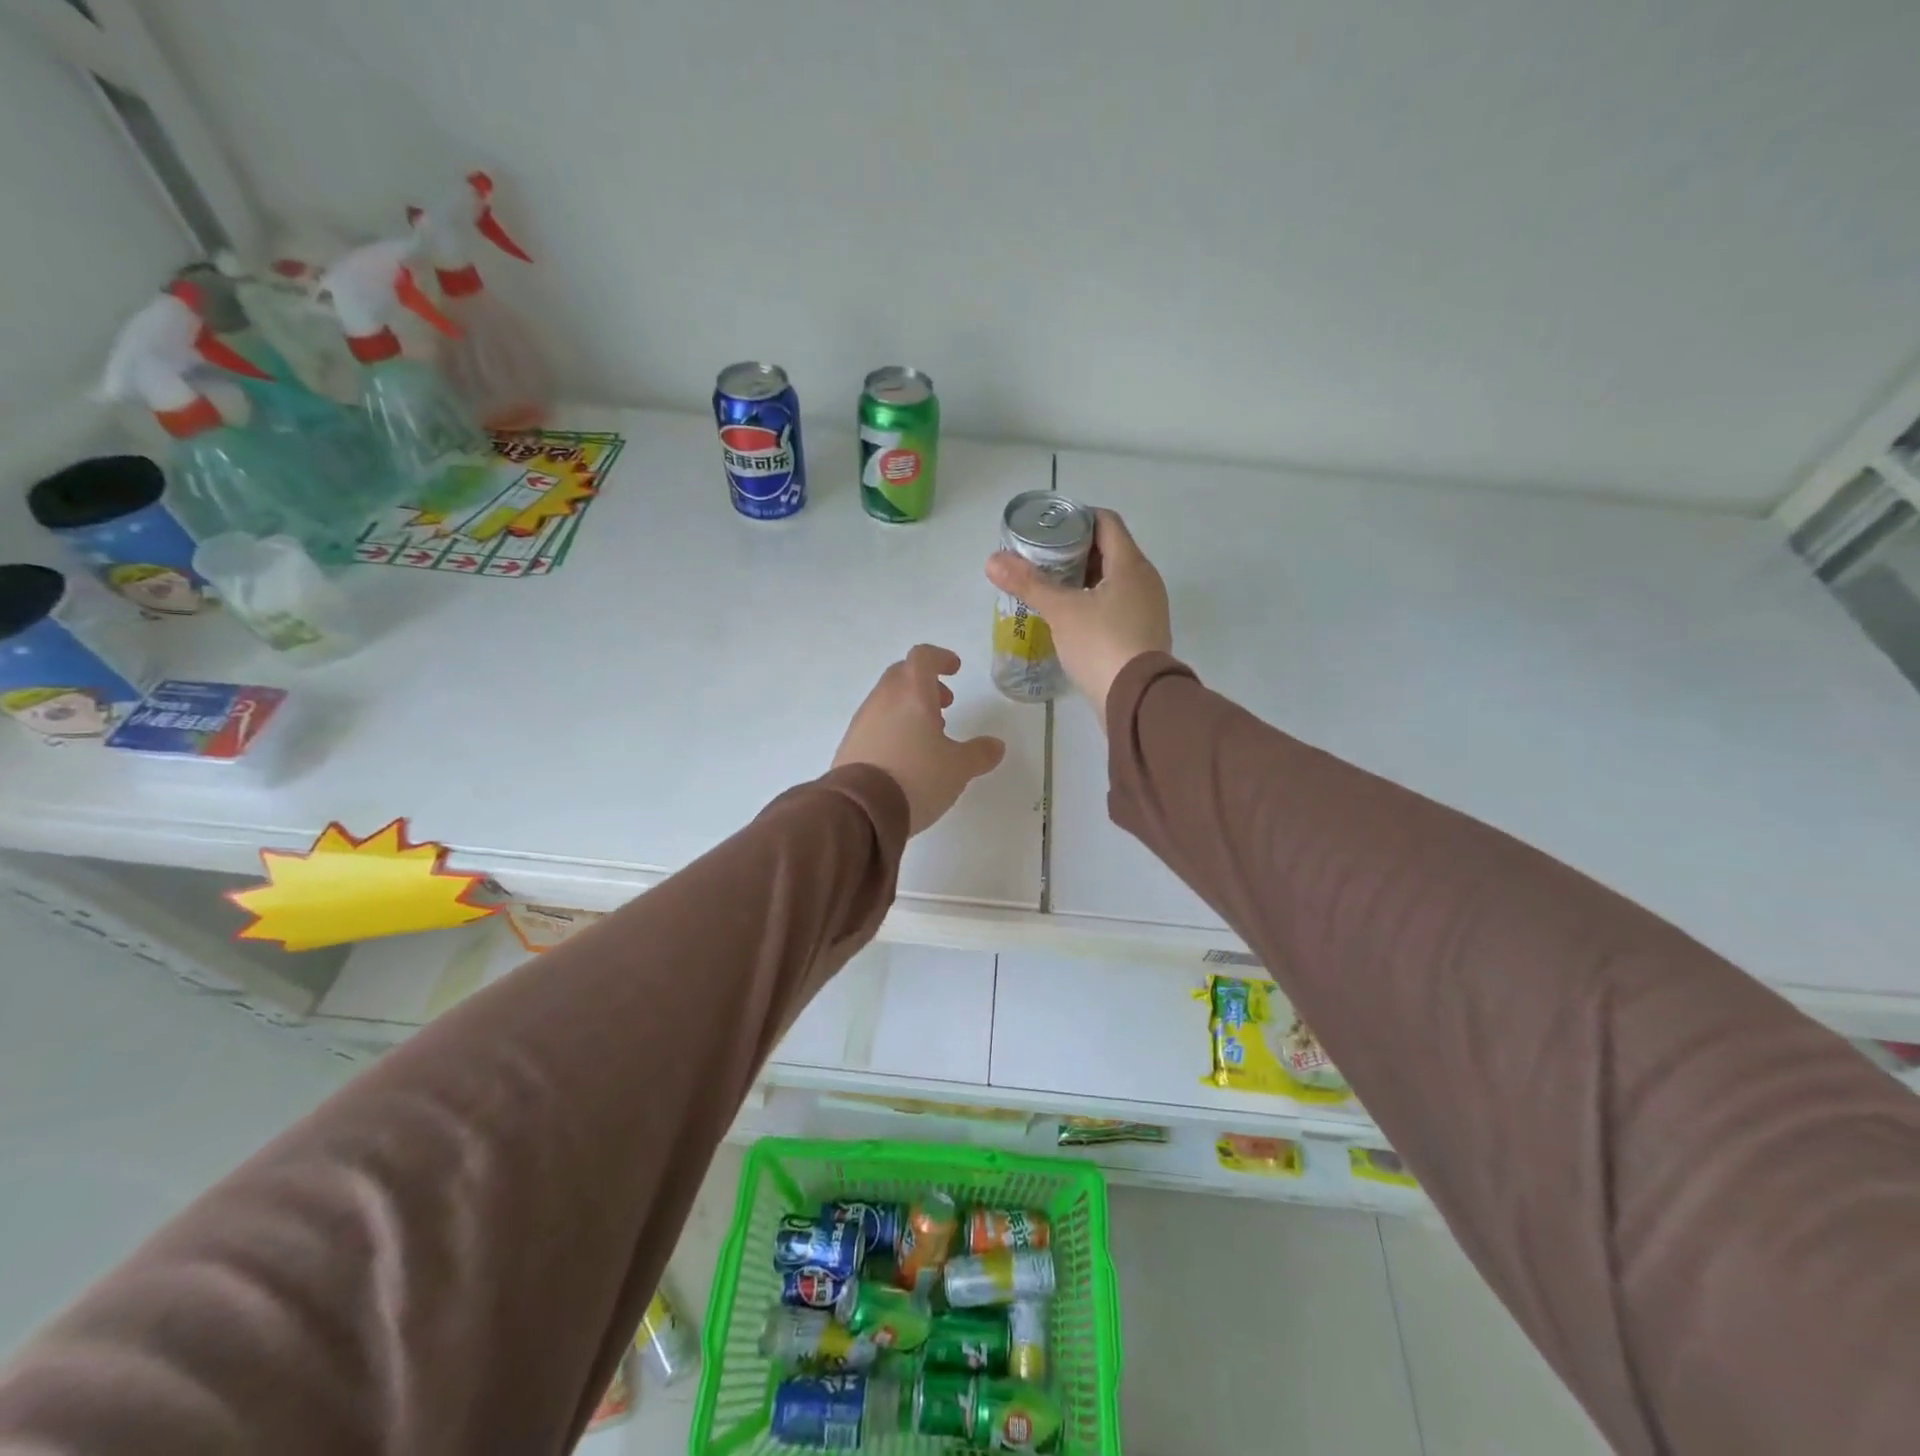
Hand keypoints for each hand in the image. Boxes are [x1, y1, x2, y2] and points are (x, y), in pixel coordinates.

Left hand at [833, 645, 1006, 834]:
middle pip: (902, 675)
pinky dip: (893, 727)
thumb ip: (979, 754)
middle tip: (945, 704)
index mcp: (912, 694)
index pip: (923, 657)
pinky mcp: (850, 744)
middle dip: (925, 684)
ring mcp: (862, 721)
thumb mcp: (958, 769)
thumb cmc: (916, 778)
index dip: (940, 658)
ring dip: (909, 707)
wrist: (860, 809)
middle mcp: (883, 699)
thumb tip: (996, 746)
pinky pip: (875, 723)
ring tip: (928, 736)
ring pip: (887, 699)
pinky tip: (905, 756)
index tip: (954, 669)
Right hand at [985, 509, 1171, 720]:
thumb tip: (992, 560)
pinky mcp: (1143, 634)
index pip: (1106, 522)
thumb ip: (1028, 583)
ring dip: (1083, 579)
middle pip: (1110, 551)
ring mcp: (1148, 609)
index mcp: (1131, 564)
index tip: (1049, 528)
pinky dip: (1094, 603)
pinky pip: (1117, 606)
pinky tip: (1070, 617)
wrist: (1136, 700)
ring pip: (1113, 581)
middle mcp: (1145, 580)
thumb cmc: (1101, 644)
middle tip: (1042, 559)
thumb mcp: (1061, 611)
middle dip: (1075, 551)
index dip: (1077, 518)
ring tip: (1051, 587)